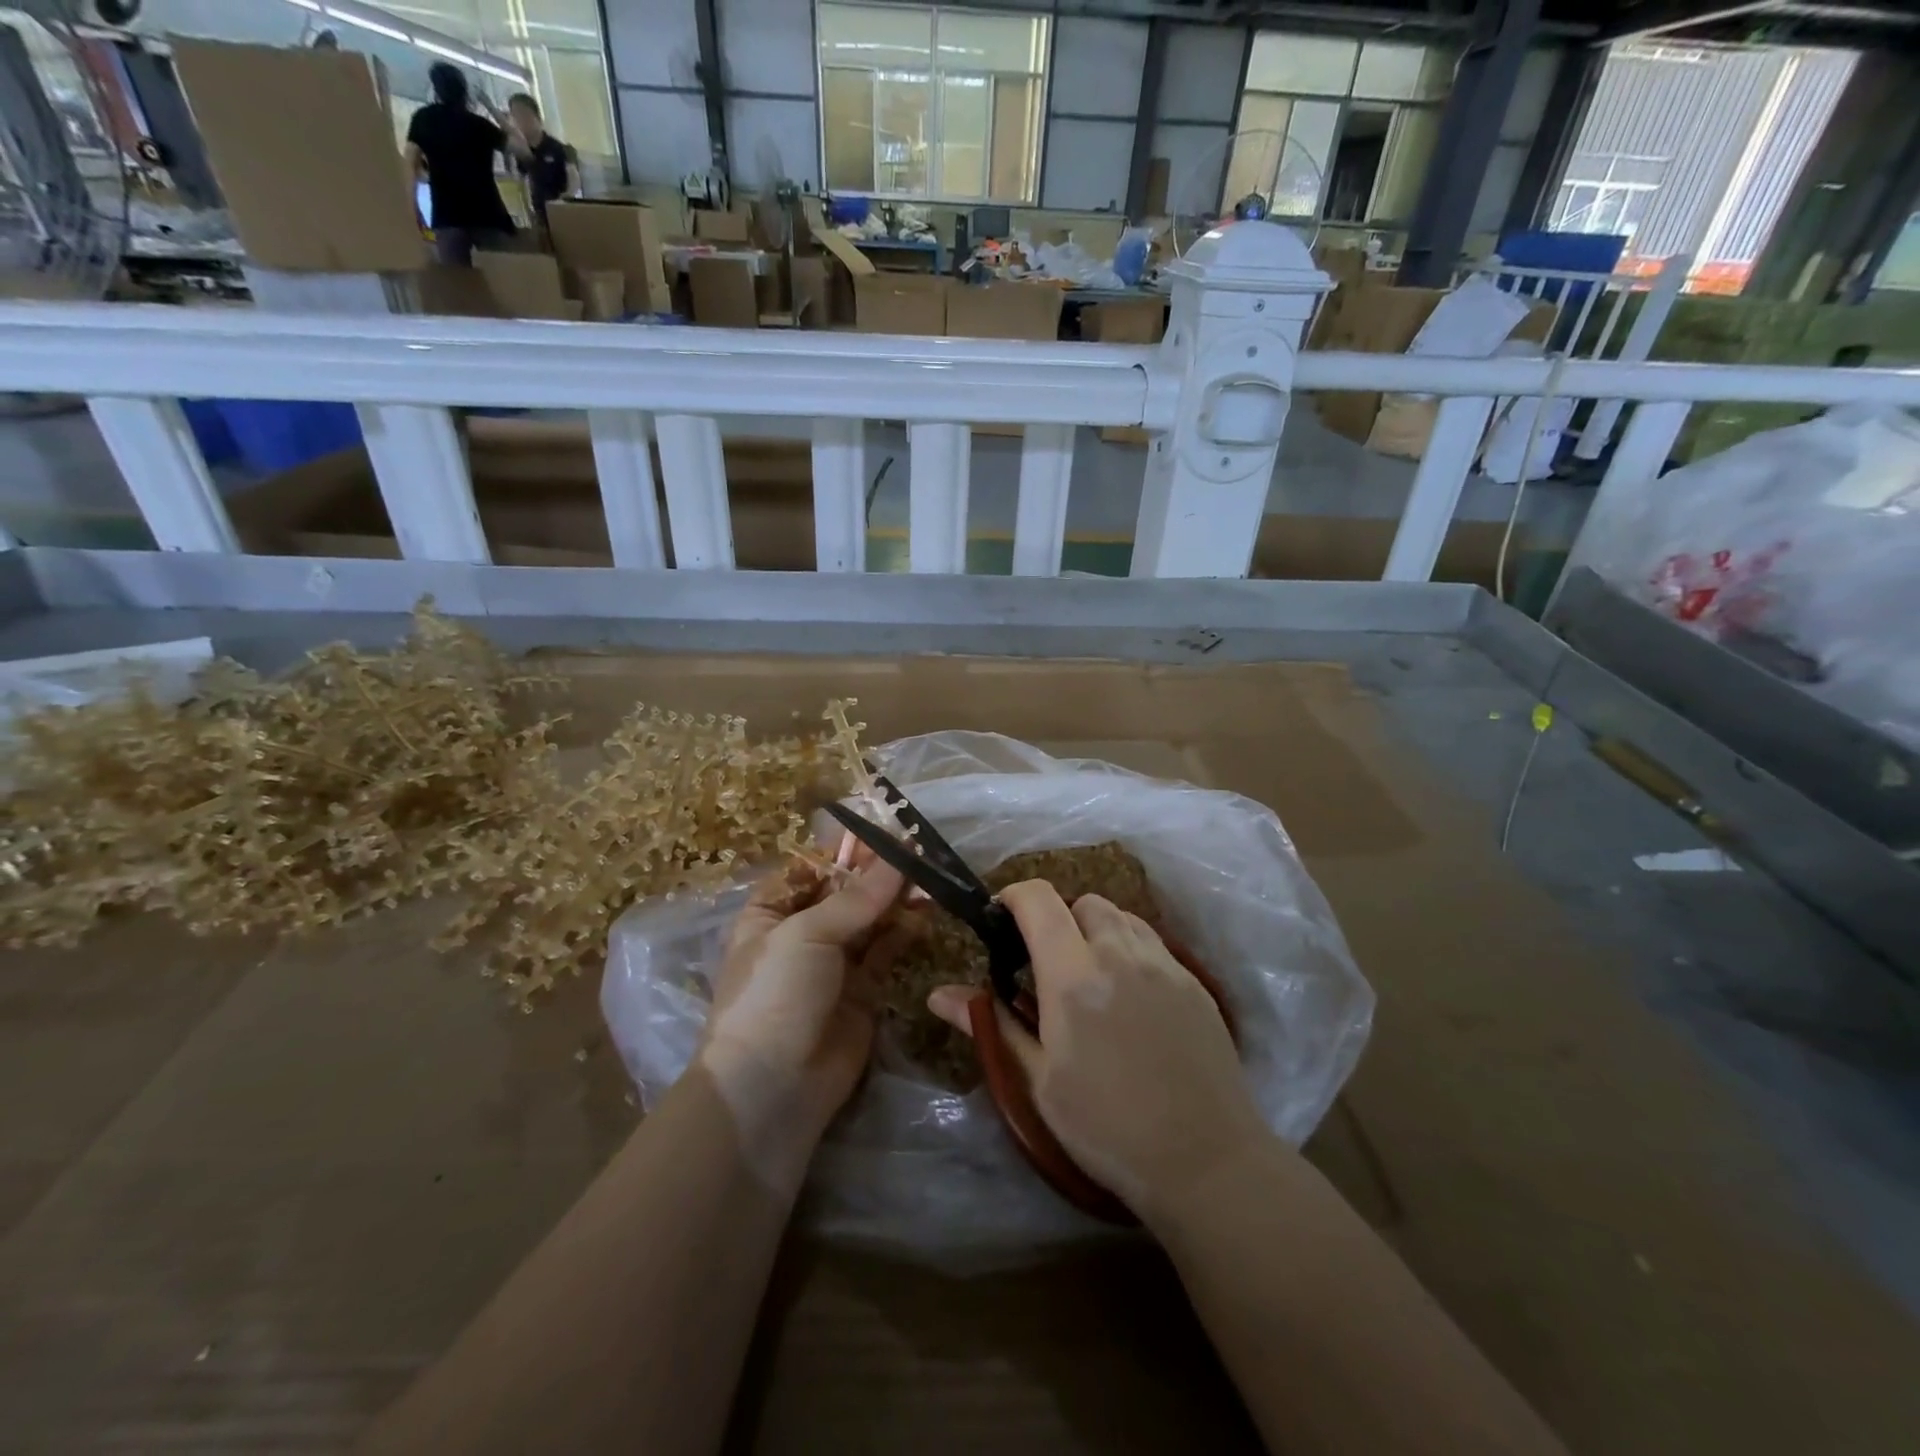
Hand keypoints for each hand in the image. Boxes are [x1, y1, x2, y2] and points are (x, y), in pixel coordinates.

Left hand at [699, 852, 908, 1143]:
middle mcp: (802, 932)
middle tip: (919, 850)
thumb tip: (899, 856)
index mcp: (772, 912)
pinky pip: (886, 950)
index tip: (887, 832)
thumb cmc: (775, 993)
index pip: (812, 868)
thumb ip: (858, 897)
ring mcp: (833, 962)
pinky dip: (905, 930)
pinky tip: (926, 910)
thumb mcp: (808, 934)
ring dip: (896, 898)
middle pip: (845, 891)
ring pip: (870, 919)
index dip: (846, 849)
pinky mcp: (862, 990)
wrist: (773, 1088)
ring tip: (930, 876)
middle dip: (878, 872)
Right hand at [928, 880, 1267, 1223]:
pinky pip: (1153, 941)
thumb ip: (993, 1024)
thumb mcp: (1038, 1081)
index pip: (1039, 901)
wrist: (1206, 1161)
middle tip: (1047, 961)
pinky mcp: (1194, 982)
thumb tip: (937, 994)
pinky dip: (1129, 948)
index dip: (1014, 897)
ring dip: (1095, 929)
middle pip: (1082, 902)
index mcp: (1073, 977)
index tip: (1001, 920)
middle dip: (1057, 918)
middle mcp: (1119, 955)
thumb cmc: (1107, 1128)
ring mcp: (1164, 964)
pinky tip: (1129, 995)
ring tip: (1090, 974)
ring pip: (1121, 916)